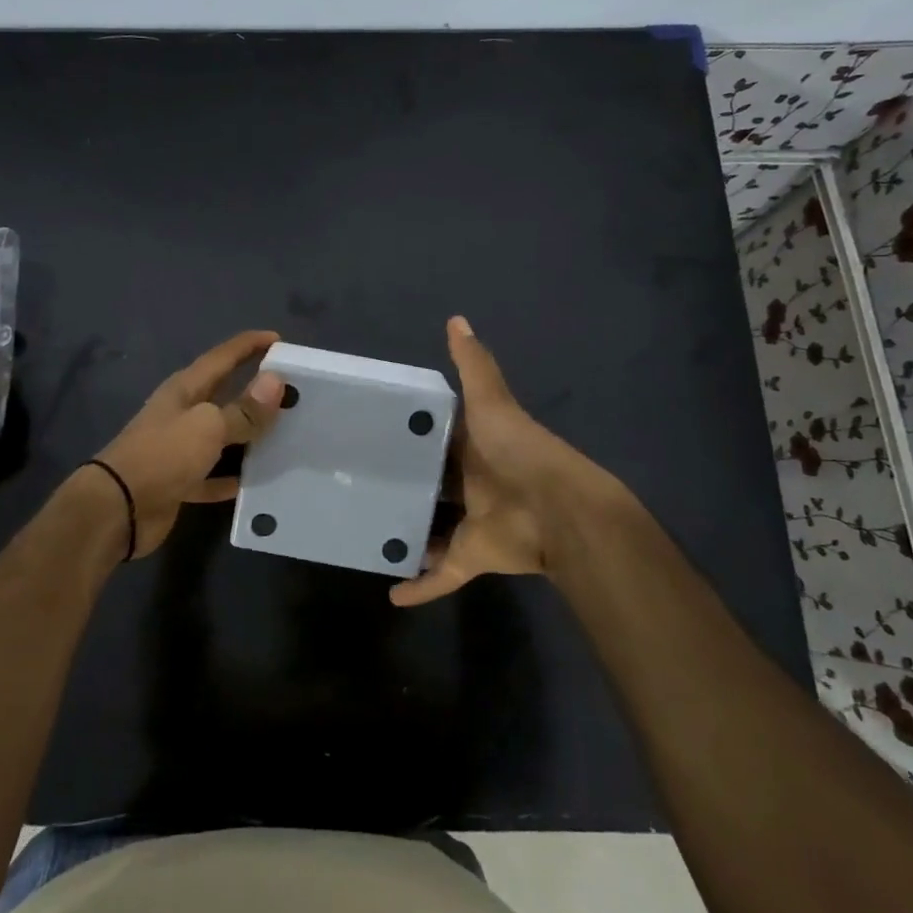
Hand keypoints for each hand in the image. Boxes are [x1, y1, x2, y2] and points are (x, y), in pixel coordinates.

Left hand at [92, 329, 286, 557]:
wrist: (117, 509)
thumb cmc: (162, 455)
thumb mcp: (208, 427)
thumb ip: (243, 409)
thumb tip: (276, 381)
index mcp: (185, 389)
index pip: (222, 357)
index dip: (249, 345)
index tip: (278, 338)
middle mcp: (182, 413)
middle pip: (224, 394)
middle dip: (254, 390)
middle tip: (292, 389)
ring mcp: (179, 448)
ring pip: (221, 435)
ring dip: (247, 434)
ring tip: (284, 433)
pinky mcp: (179, 481)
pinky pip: (212, 475)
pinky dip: (231, 477)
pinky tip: (255, 481)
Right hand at [390, 316, 636, 606]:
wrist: (560, 511)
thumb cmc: (519, 451)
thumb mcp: (492, 402)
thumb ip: (474, 365)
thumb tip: (456, 318)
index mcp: (471, 446)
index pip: (433, 438)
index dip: (406, 434)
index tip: (367, 431)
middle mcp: (468, 483)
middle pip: (428, 485)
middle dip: (401, 485)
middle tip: (353, 483)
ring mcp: (469, 522)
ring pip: (430, 529)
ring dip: (406, 533)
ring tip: (363, 531)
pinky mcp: (471, 556)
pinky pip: (440, 575)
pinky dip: (420, 586)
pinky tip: (390, 593)